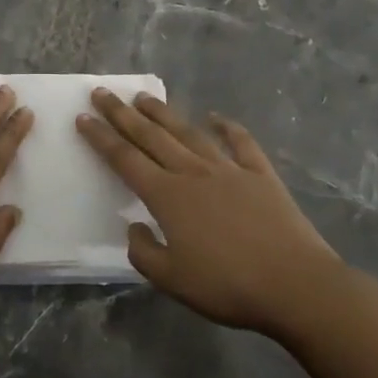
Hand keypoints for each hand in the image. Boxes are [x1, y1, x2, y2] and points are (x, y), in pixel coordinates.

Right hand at [77, 89, 341, 339]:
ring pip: (188, 133)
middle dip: (122, 114)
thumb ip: (144, 252)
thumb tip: (134, 227)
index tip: (83, 116)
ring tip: (144, 97)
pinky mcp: (260, 174)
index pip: (124, 159)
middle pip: (150, 136)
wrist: (294, 284)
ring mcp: (228, 169)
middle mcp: (192, 172)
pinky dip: (227, 127)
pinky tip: (216, 117)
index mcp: (167, 196)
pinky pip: (240, 143)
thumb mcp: (172, 280)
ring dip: (164, 113)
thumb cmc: (227, 285)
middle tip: (103, 92)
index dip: (101, 137)